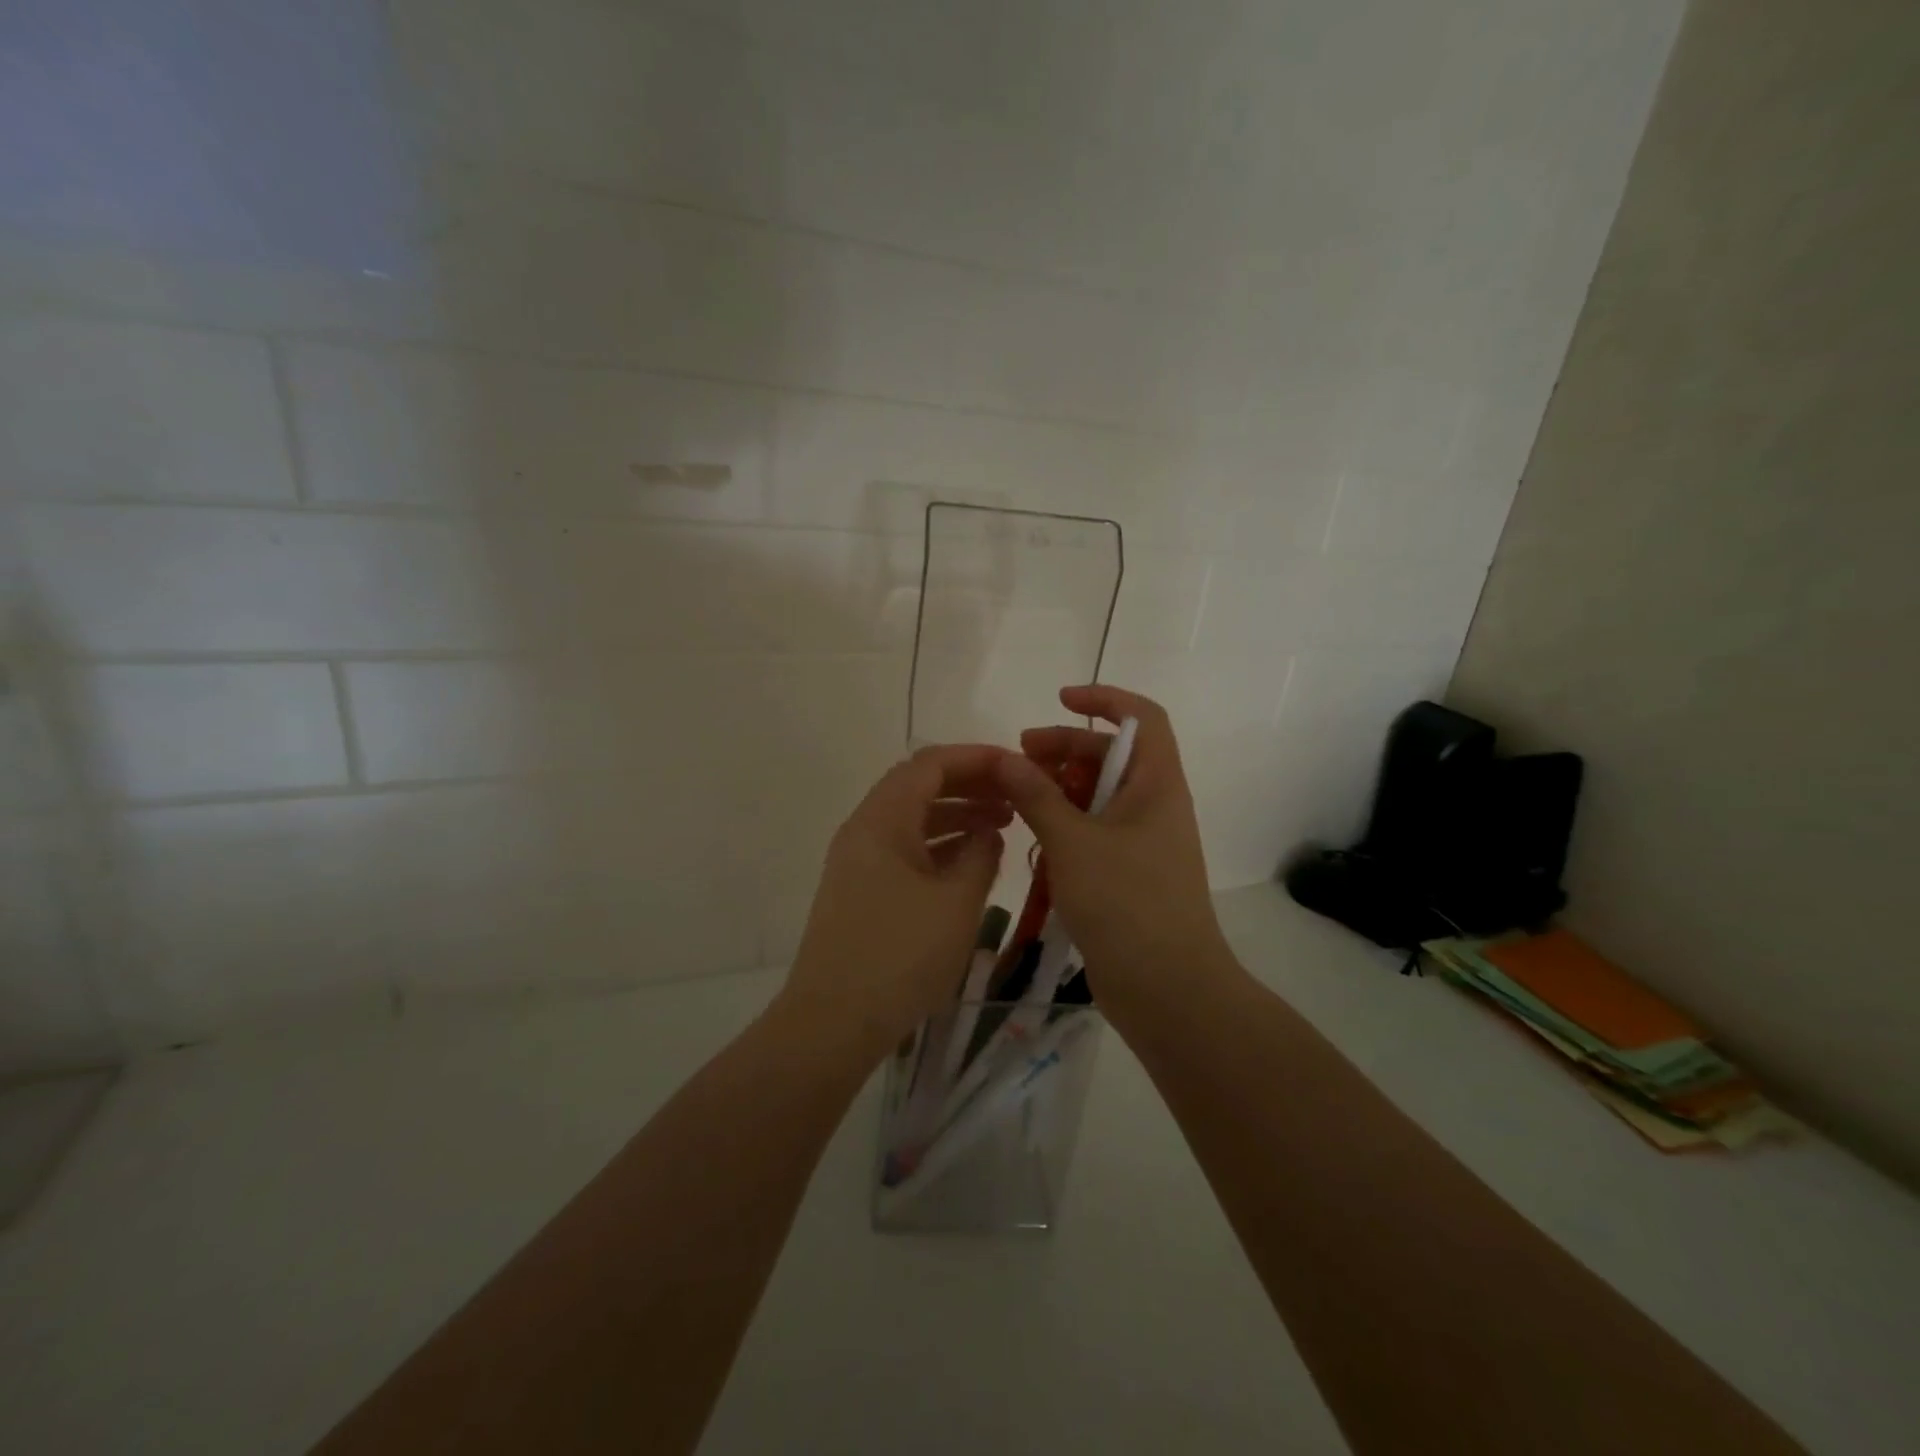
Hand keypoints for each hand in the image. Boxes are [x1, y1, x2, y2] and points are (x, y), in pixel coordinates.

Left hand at [780, 744, 1010, 1062]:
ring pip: (912, 819)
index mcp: (883, 819)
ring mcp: (858, 861)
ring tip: (1002, 827)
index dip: (977, 758)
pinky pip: (904, 850)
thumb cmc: (900, 956)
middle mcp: (865, 829)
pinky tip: (970, 862)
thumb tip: (988, 833)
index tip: (1018, 768)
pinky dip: (939, 846)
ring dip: (956, 816)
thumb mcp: (956, 903)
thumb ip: (980, 855)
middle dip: (970, 785)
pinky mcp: (860, 890)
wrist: (832, 1022)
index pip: (931, 764)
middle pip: (919, 786)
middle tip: (1015, 797)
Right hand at [994, 685, 1240, 1017]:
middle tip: (1018, 759)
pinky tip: (1033, 839)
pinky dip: (1065, 825)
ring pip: (1099, 796)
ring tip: (1017, 800)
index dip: (1104, 698)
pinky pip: (1095, 831)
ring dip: (1060, 789)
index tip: (1059, 700)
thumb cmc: (1126, 903)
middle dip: (1065, 748)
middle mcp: (1154, 805)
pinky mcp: (1128, 873)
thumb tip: (1005, 758)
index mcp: (1157, 784)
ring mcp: (1143, 841)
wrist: (1168, 989)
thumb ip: (1036, 796)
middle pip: (1112, 755)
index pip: (1141, 717)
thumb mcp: (1073, 842)